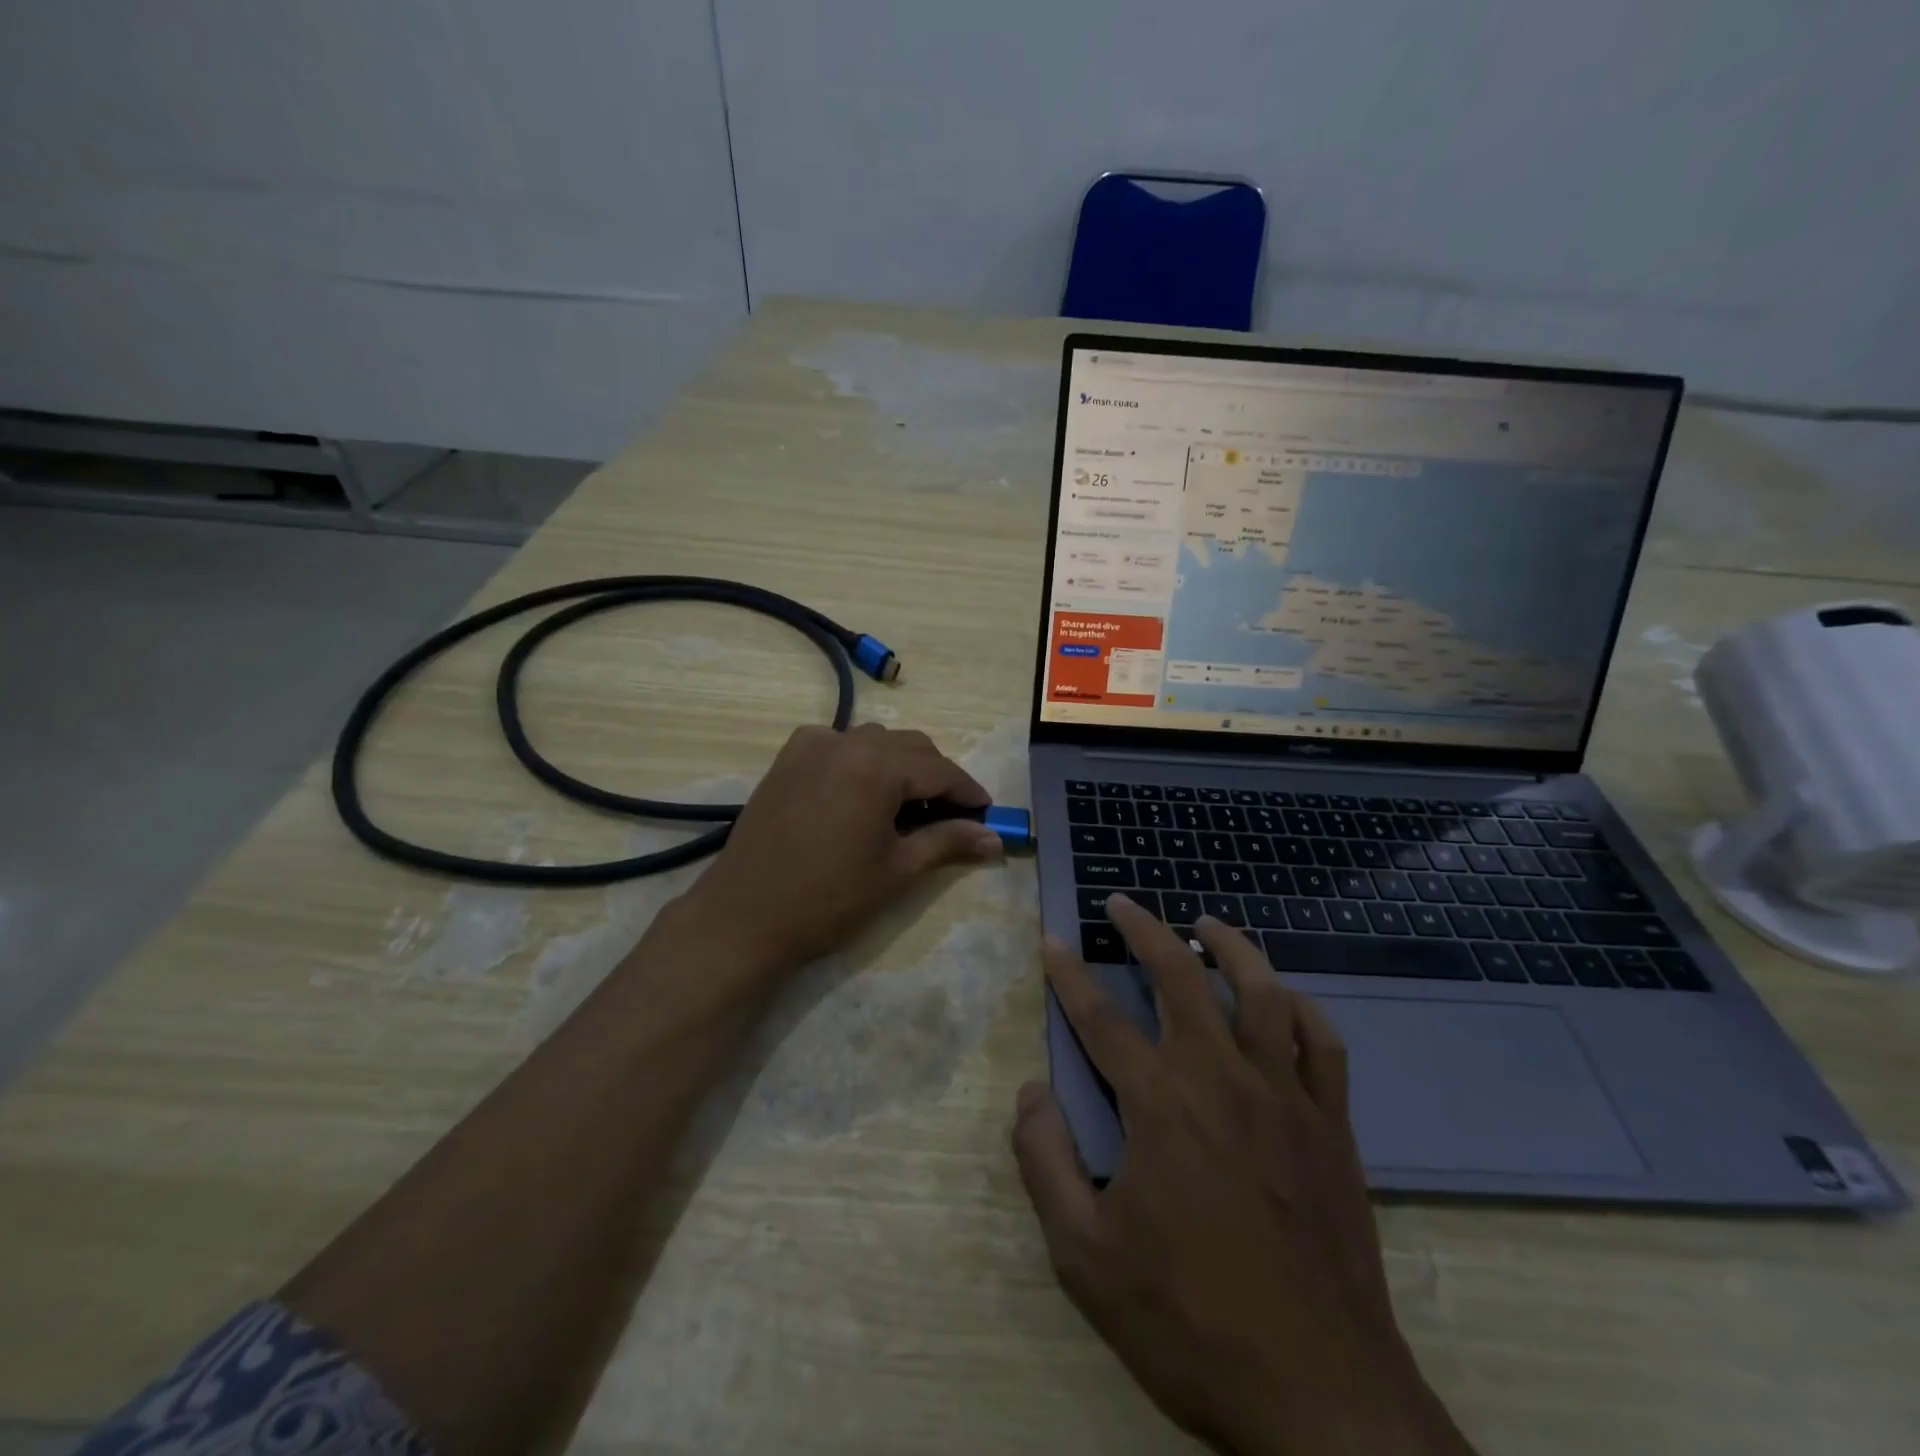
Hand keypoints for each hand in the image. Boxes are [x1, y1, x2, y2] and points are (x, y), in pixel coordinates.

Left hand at [677, 723, 1002, 973]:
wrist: (746, 915)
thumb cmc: (829, 898)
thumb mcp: (898, 870)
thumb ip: (948, 842)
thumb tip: (995, 839)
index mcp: (877, 766)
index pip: (940, 770)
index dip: (968, 791)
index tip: (988, 812)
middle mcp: (846, 742)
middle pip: (910, 746)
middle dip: (936, 776)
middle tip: (950, 815)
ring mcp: (811, 746)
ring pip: (874, 740)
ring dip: (899, 764)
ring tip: (905, 806)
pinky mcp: (787, 758)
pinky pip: (837, 743)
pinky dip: (859, 758)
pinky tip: (858, 789)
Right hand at [1012, 896, 1474, 1455]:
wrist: (1321, 1396)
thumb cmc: (1190, 1322)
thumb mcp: (1084, 1257)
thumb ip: (1045, 1163)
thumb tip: (1032, 1090)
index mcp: (1159, 1103)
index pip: (1098, 1017)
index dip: (1068, 974)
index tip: (1051, 940)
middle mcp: (1221, 1077)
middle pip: (1179, 976)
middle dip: (1144, 930)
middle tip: (1122, 904)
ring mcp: (1285, 1096)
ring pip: (1260, 991)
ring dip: (1231, 946)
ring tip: (1207, 924)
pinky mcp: (1331, 1125)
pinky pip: (1322, 1042)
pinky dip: (1300, 1008)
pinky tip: (1282, 999)